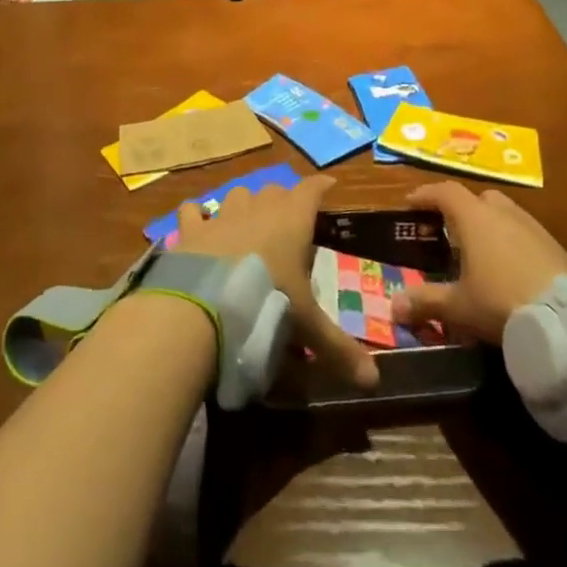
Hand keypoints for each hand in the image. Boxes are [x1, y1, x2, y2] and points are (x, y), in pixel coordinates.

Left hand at [178, 174, 378, 388]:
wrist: (204, 305)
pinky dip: (198, 216)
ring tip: (247, 223)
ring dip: (245, 205)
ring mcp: (223, 214)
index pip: (311, 190)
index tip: (328, 185)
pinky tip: (199, 225)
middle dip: (282, 201)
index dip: (320, 186)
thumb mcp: (307, 326)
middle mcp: (258, 207)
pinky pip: (194, 211)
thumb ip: (339, 349)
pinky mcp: (191, 228)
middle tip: (288, 221)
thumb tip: (374, 381)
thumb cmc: (267, 303)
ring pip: (238, 194)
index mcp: (292, 220)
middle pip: (274, 191)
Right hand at [390, 180, 566, 343]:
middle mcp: (503, 213)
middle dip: (461, 208)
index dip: (425, 195)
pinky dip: (511, 241)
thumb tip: (392, 306)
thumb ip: (425, 301)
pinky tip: (510, 268)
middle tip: (449, 231)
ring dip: (489, 225)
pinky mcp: (555, 246)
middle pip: (478, 198)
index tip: (409, 203)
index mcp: (475, 218)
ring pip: (504, 213)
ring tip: (480, 251)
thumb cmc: (502, 303)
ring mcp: (533, 227)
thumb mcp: (459, 306)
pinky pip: (524, 233)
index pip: (445, 192)